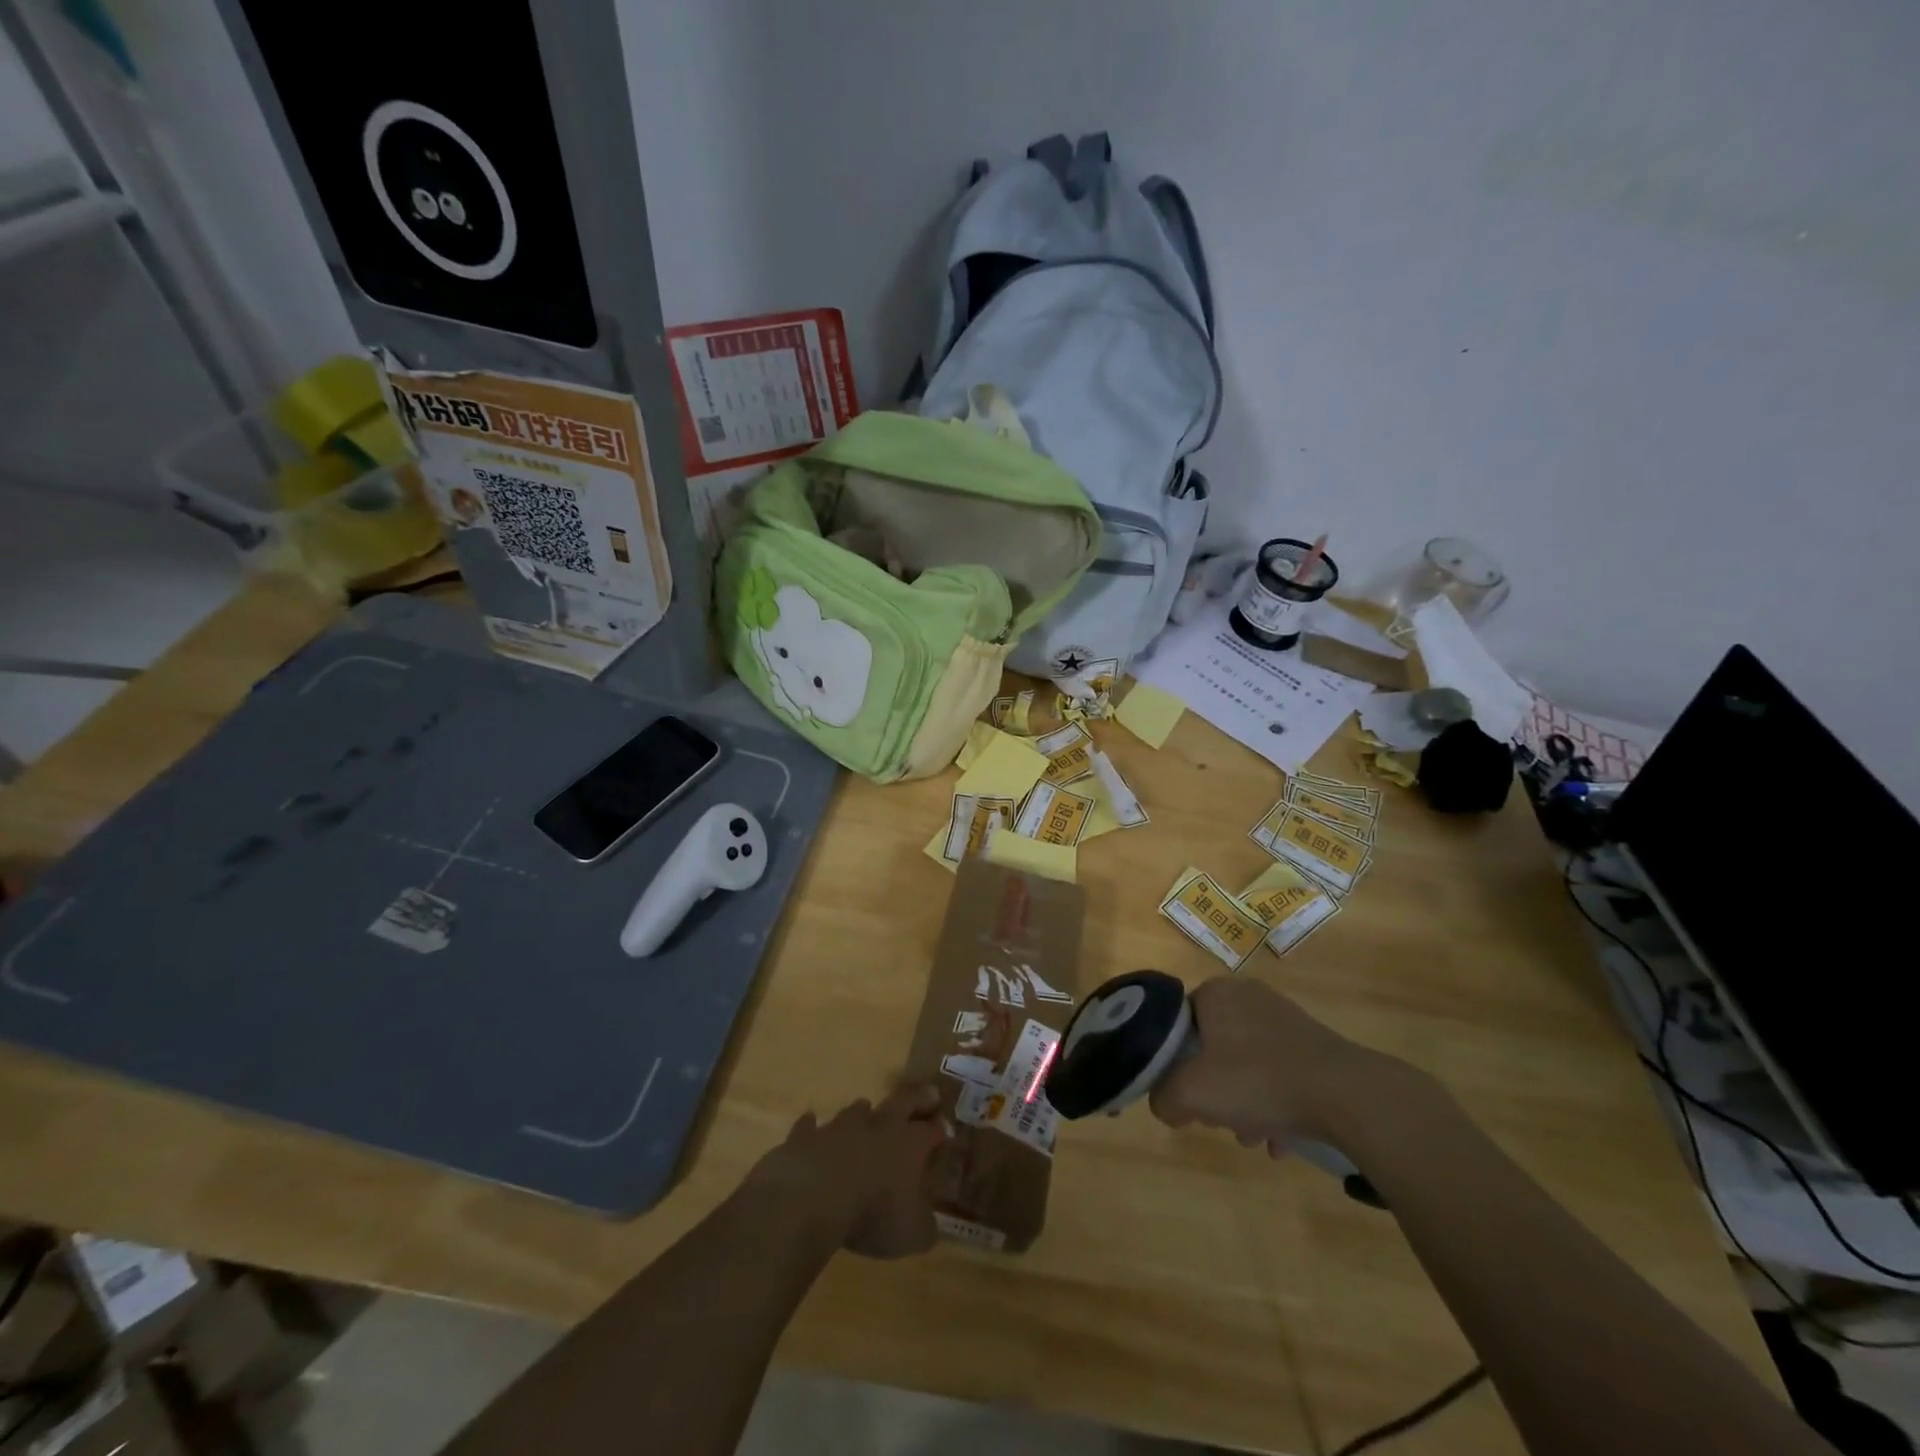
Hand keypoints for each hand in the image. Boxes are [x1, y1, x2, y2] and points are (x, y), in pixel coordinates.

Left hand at [744, 1085, 949, 1258]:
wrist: (814, 1197)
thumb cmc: (872, 1214)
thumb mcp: (911, 1234)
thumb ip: (924, 1227)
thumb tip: (928, 1226)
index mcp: (908, 1145)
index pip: (930, 1131)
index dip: (940, 1130)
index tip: (946, 1130)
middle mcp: (878, 1127)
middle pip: (902, 1101)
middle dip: (917, 1099)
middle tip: (927, 1096)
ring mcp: (840, 1127)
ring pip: (857, 1110)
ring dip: (864, 1112)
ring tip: (867, 1111)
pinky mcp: (807, 1136)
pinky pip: (810, 1126)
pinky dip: (812, 1126)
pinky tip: (811, 1124)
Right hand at [1149, 977, 1377, 1152]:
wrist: (1347, 1094)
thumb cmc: (1259, 1081)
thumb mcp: (1192, 1093)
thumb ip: (1163, 1097)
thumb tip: (1166, 1104)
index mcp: (1215, 993)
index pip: (1177, 1026)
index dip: (1175, 1066)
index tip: (1187, 1098)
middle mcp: (1247, 995)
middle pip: (1211, 1049)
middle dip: (1213, 1090)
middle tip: (1219, 1120)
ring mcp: (1283, 1017)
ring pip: (1245, 1064)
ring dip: (1244, 1102)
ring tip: (1254, 1138)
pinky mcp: (1312, 1042)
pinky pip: (1278, 1072)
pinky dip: (1274, 1102)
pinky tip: (1281, 1138)